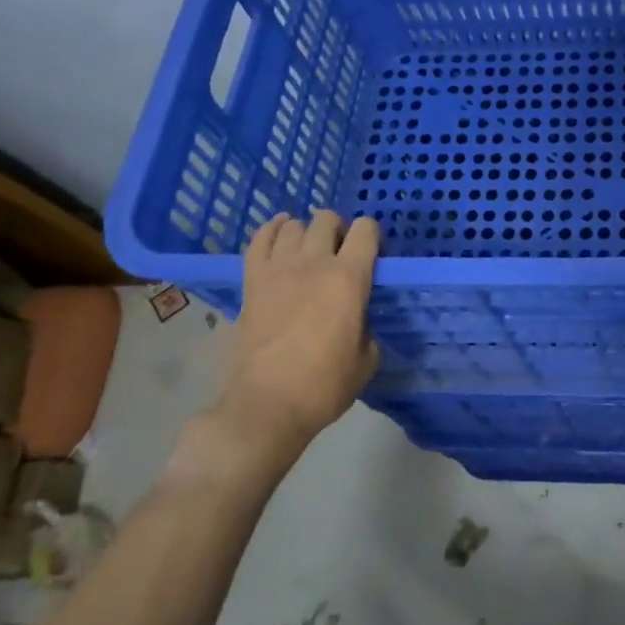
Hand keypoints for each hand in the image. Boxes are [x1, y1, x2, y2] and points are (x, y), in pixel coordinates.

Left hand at [214, 210, 381, 451]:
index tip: (372, 258)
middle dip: (338, 230)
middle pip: (327, 219)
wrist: (267, 405)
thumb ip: (366, 323)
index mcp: (350, 278)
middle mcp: (315, 263)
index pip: (366, 230)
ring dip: (305, 233)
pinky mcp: (251, 281)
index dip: (372, 237)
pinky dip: (271, 231)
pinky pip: (259, 239)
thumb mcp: (367, 357)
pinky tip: (279, 234)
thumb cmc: (324, 385)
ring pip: (293, 225)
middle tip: (339, 254)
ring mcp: (278, 269)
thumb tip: (356, 315)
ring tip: (308, 251)